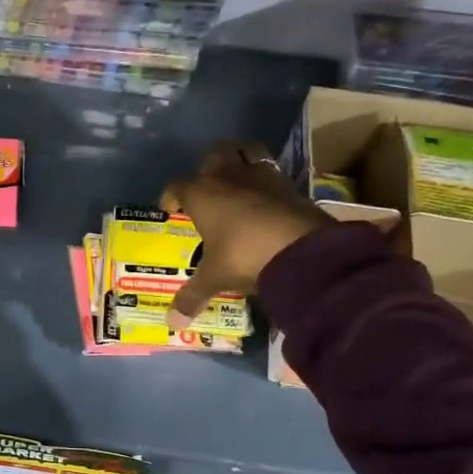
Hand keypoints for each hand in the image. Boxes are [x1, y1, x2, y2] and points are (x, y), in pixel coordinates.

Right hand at [160, 141, 328, 329]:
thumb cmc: (243, 255)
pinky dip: (266, 182)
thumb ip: (191, 296)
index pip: (177, 185)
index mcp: (201, 193)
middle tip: (206, 191)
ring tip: (237, 183)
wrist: (302, 249)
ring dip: (240, 160)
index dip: (171, 197)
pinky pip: (272, 172)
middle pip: (213, 155)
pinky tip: (265, 200)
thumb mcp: (214, 278)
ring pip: (247, 151)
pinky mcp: (290, 183)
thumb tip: (172, 323)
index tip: (171, 210)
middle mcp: (228, 175)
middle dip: (207, 168)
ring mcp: (262, 175)